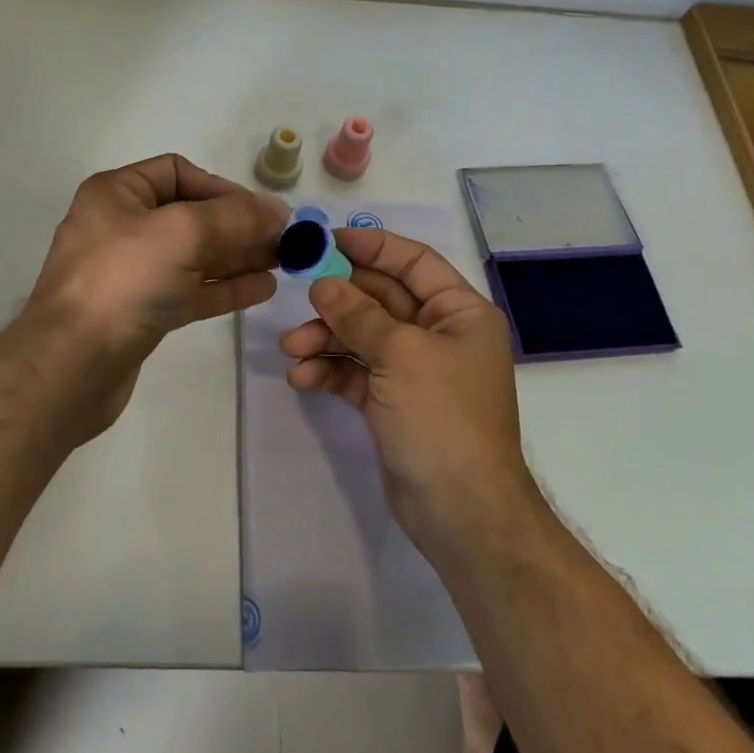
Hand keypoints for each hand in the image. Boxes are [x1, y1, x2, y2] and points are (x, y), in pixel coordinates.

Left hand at [25, 154, 288, 435]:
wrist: (70, 366)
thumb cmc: (122, 282)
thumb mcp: (182, 233)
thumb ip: (235, 217)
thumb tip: (276, 212)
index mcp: (117, 194)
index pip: (178, 172)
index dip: (223, 188)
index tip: (261, 211)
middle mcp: (121, 227)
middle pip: (191, 216)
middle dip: (238, 226)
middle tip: (285, 241)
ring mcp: (131, 273)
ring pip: (194, 256)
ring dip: (238, 257)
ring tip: (282, 263)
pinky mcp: (141, 312)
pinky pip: (190, 290)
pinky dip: (224, 287)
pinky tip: (262, 288)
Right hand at [279, 228, 537, 556]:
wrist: (462, 512)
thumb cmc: (443, 418)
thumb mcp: (400, 355)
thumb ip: (358, 315)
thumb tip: (323, 284)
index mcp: (459, 313)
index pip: (413, 262)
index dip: (371, 246)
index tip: (326, 241)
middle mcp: (439, 335)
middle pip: (381, 299)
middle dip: (338, 301)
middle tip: (299, 298)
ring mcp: (415, 370)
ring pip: (363, 337)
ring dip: (326, 339)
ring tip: (292, 350)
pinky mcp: (393, 402)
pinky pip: (356, 373)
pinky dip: (330, 371)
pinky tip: (302, 379)